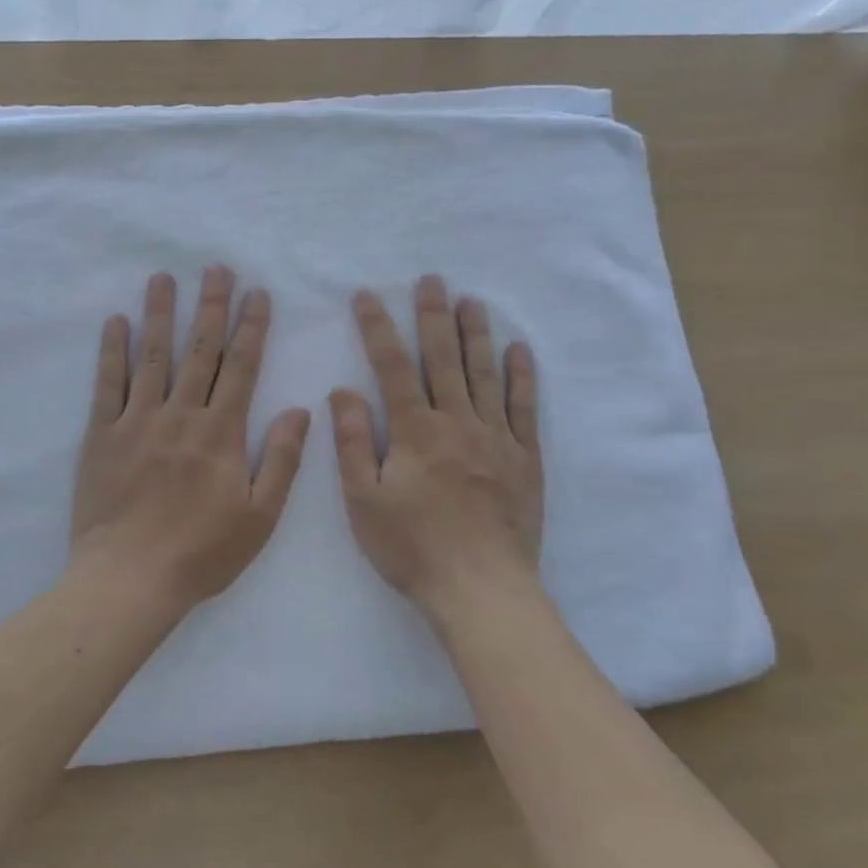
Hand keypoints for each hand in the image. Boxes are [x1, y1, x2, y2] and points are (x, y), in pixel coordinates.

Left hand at [71, 268, 310, 617]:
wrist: (130, 580)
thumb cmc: (202, 552)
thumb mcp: (260, 516)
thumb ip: (282, 459)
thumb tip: (302, 410)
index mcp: (221, 433)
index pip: (242, 367)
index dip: (251, 326)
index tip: (257, 293)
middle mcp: (181, 415)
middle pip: (199, 350)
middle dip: (211, 306)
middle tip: (216, 268)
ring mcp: (137, 421)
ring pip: (153, 356)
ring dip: (160, 313)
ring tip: (164, 278)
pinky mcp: (102, 435)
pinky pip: (107, 384)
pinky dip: (112, 351)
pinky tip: (116, 322)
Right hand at [330, 276, 542, 619]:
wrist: (481, 589)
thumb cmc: (413, 548)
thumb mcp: (364, 501)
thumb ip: (354, 442)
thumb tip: (342, 391)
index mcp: (414, 431)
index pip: (392, 367)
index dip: (377, 328)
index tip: (368, 295)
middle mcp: (456, 422)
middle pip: (442, 358)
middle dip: (433, 316)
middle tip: (431, 279)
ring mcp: (495, 437)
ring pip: (484, 374)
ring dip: (476, 334)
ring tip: (471, 300)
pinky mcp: (524, 457)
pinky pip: (523, 407)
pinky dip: (521, 376)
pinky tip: (518, 350)